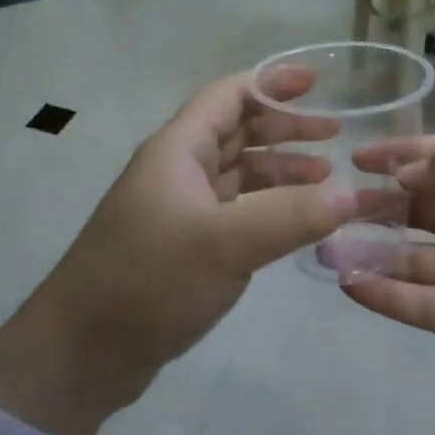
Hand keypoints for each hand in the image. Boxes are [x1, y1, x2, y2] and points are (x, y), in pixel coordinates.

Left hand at [0, 70, 353, 434]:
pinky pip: (235, 212)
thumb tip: (352, 194)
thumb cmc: (148, 282)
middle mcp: (177, 171)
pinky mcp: (184, 247)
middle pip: (237, 132)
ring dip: (281, 170)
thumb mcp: (225, 243)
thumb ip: (292, 215)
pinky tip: (296, 224)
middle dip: (286, 128)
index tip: (319, 82)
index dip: (273, 83)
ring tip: (327, 178)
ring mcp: (179, 211)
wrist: (82, 352)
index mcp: (177, 150)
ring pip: (238, 174)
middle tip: (336, 135)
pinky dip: (268, 208)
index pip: (229, 96)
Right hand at [343, 135, 434, 419]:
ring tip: (326, 246)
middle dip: (377, 204)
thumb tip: (409, 165)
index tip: (358, 157)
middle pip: (419, 208)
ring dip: (370, 251)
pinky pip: (418, 303)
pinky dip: (384, 294)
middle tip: (330, 205)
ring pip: (410, 257)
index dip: (403, 156)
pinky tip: (349, 284)